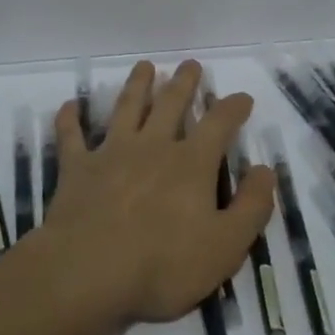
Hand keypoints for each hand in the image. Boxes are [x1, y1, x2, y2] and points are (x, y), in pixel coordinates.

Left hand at [25, 59, 274, 330]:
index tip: (242, 97)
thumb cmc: (163, 264)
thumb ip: (251, 206)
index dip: (233, 107)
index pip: (218, 123)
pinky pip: (71, 136)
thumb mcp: (225, 245)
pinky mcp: (77, 168)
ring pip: (126, 108)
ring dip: (136, 85)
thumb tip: (265, 169)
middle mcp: (152, 146)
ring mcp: (111, 152)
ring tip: (144, 66)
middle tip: (190, 64)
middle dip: (183, 82)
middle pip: (170, 104)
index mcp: (190, 163)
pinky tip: (70, 105)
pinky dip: (70, 119)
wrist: (89, 271)